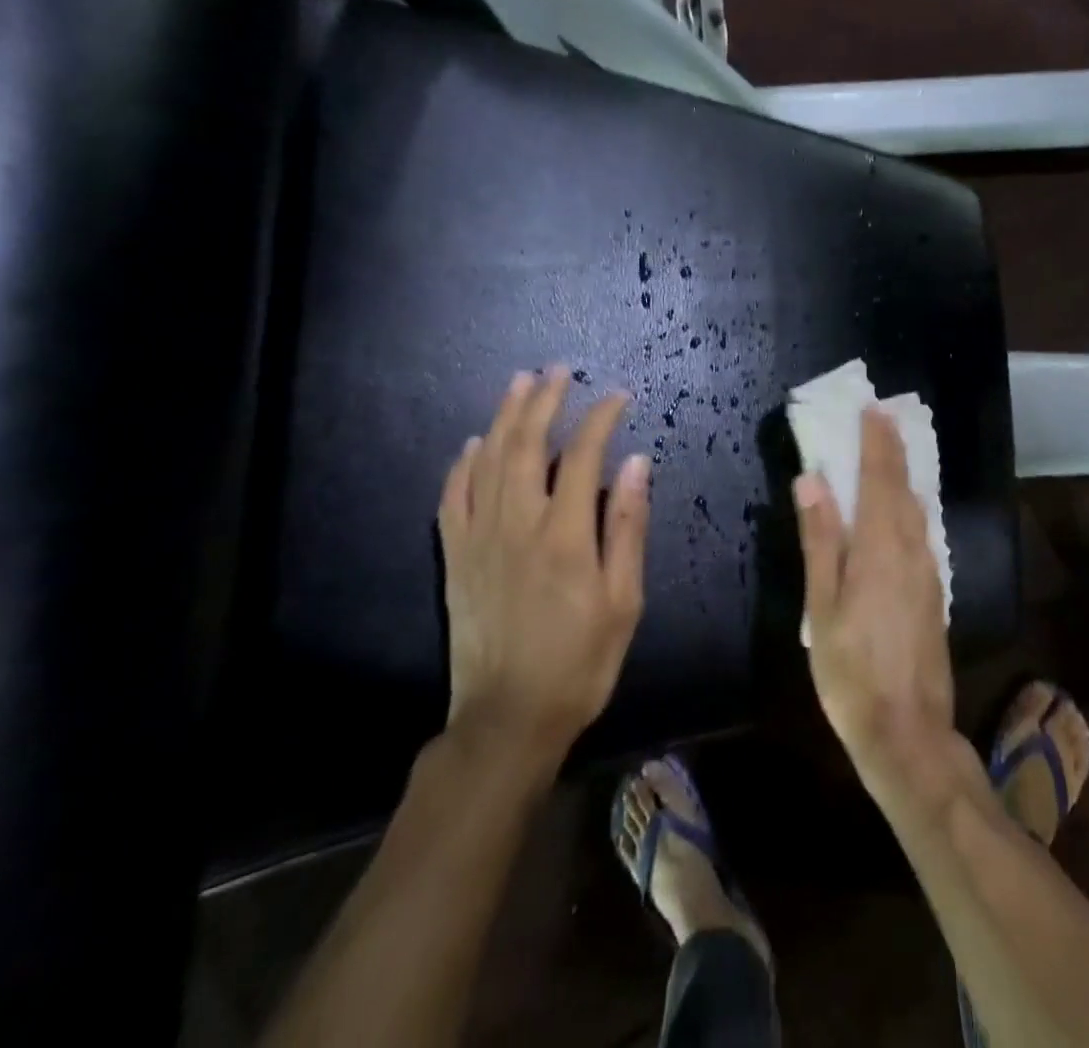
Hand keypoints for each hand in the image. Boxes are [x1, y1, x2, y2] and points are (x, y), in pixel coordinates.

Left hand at [437, 366, 649, 760]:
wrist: (508, 719)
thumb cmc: (580, 661)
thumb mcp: (624, 600)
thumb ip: (627, 526)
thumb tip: (636, 463)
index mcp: (564, 534)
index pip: (583, 454)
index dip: (600, 417)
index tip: (618, 395)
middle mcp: (516, 524)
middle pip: (527, 444)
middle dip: (544, 400)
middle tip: (558, 370)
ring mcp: (479, 539)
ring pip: (488, 461)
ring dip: (504, 417)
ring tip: (519, 384)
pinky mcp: (455, 558)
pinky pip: (452, 498)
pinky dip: (462, 465)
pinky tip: (473, 444)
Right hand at [795, 409, 954, 785]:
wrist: (907, 732)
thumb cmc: (850, 671)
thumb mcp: (821, 606)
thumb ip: (820, 539)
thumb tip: (813, 479)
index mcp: (881, 548)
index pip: (881, 479)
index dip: (877, 442)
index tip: (872, 409)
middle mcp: (913, 550)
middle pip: (903, 488)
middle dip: (893, 450)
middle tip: (882, 417)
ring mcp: (929, 572)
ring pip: (917, 509)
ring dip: (904, 474)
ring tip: (890, 450)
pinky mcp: (934, 592)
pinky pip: (923, 531)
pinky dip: (910, 505)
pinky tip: (903, 507)